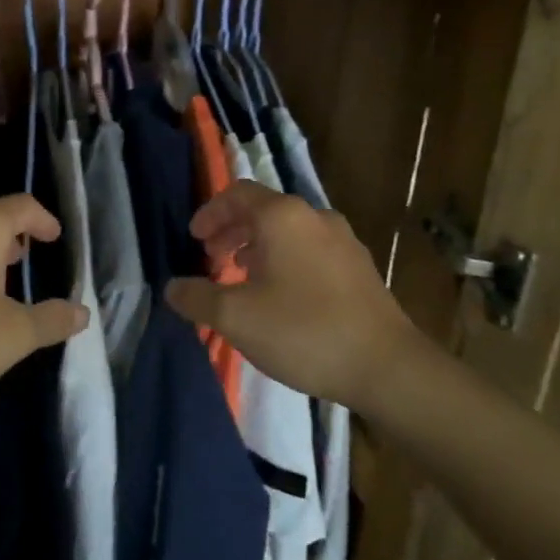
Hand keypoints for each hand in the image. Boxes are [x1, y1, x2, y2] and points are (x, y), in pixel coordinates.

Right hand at [164, 181, 431, 414]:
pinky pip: (310, 250)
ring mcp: (343, 240)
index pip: (237, 193)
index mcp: (282, 216)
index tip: (195, 239)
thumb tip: (172, 288)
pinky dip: (285, 260)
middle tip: (212, 260)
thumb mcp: (236, 317)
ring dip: (258, 247)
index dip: (210, 212)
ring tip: (242, 279)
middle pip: (263, 210)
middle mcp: (314, 217)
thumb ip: (197, 298)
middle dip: (232, 231)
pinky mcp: (359, 267)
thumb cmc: (303, 331)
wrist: (386, 366)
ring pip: (288, 231)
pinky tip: (281, 297)